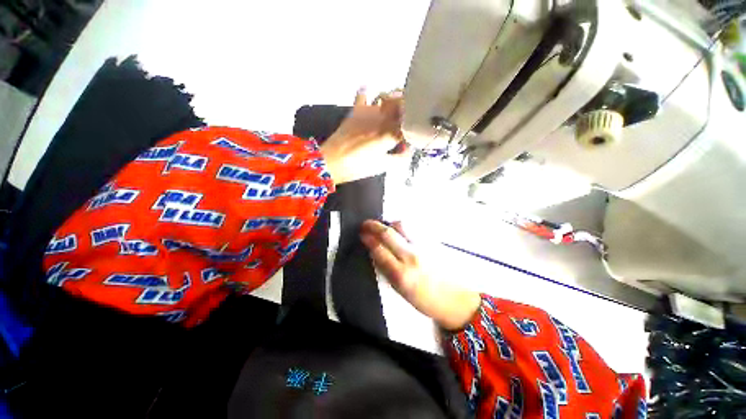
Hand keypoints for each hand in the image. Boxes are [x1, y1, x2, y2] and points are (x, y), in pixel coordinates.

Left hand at [320, 88, 407, 183]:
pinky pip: (362, 95)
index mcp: (390, 134)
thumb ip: (399, 158)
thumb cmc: (357, 167)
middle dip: (408, 106)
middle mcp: (381, 119)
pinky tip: (371, 91)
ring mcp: (368, 112)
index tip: (416, 131)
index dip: (415, 126)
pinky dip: (367, 92)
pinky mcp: (355, 111)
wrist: (331, 162)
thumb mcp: (382, 166)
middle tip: (409, 115)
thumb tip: (408, 149)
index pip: (410, 124)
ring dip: (394, 98)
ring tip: (396, 106)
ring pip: (386, 96)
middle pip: (401, 103)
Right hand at [359, 220, 481, 330]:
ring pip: (402, 226)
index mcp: (401, 274)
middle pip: (389, 234)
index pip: (380, 250)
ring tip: (383, 227)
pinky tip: (398, 230)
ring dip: (389, 224)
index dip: (368, 240)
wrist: (454, 299)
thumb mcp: (400, 291)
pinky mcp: (432, 242)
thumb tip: (375, 252)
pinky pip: (413, 228)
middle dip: (374, 226)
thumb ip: (386, 270)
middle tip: (366, 224)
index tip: (362, 234)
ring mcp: (423, 247)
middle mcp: (411, 257)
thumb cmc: (424, 300)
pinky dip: (402, 227)